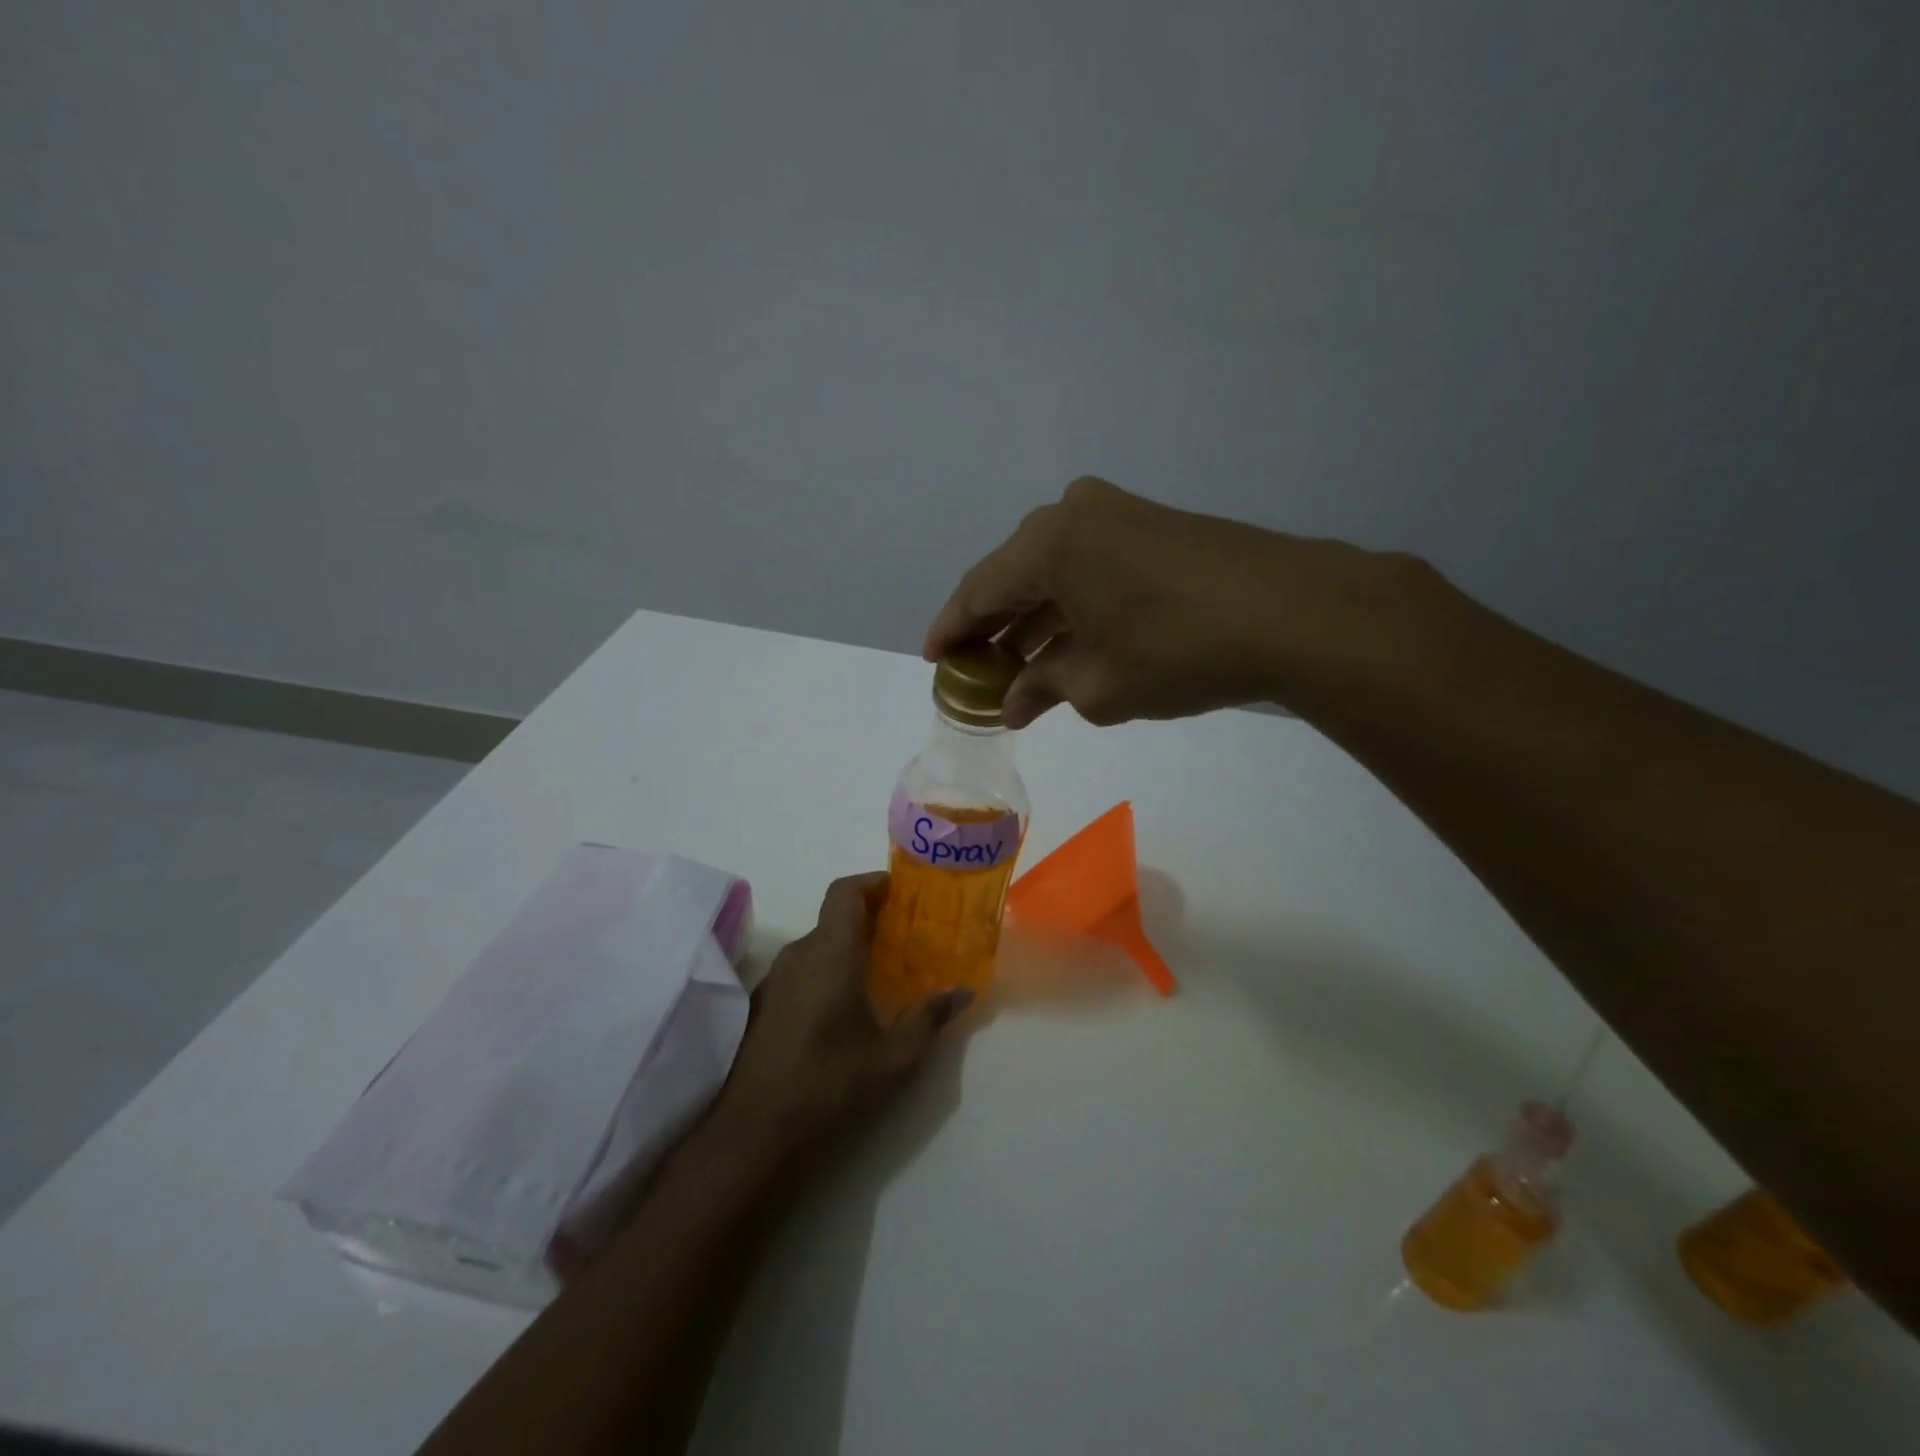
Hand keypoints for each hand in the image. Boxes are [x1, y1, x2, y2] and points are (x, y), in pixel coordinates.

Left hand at [710, 873, 969, 1158]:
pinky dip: (826, 968)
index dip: (872, 882)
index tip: (901, 892)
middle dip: (870, 917)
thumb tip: (962, 990)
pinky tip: (844, 1005)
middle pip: (833, 916)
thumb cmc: (830, 1087)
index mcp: (831, 954)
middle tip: (905, 935)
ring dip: (847, 945)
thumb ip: (929, 1017)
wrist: (753, 1135)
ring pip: (817, 943)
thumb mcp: (894, 1058)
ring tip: (881, 970)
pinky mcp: (761, 1004)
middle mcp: (799, 954)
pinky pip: (801, 968)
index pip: (845, 891)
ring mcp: (775, 979)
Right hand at [925, 477, 1420, 727]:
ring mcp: (1117, 512)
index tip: (935, 661)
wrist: (1294, 613)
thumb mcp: (1099, 686)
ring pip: (1053, 571)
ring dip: (1034, 619)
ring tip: (1020, 669)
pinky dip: (1072, 604)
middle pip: (1013, 577)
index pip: (977, 591)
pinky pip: (1089, 565)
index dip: (951, 630)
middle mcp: (1071, 514)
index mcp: (1046, 546)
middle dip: (994, 628)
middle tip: (978, 672)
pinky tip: (1069, 642)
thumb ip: (1043, 688)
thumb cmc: (1179, 652)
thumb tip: (1011, 704)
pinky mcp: (1152, 523)